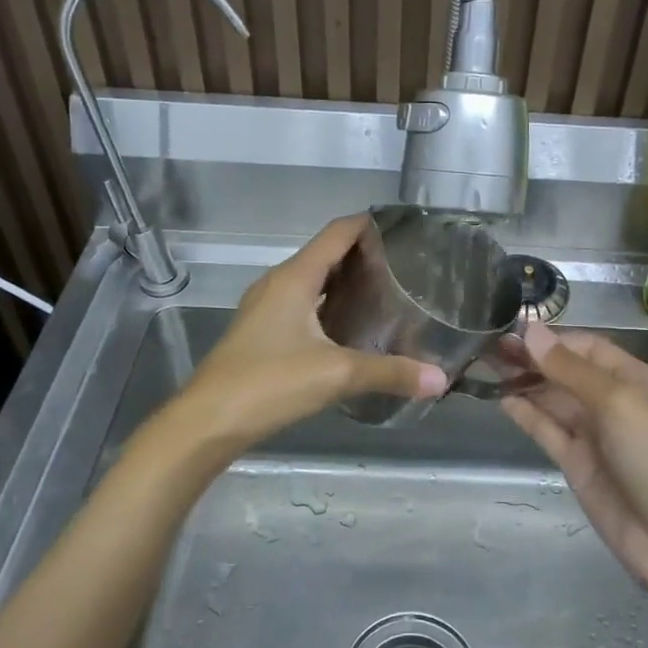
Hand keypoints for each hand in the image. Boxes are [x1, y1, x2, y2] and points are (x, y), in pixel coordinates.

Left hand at [175, 214, 448, 448]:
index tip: (405, 230)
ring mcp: (266, 308)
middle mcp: (278, 284)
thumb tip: (440, 377)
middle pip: (326, 255)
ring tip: (385, 294)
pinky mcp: (262, 333)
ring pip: (313, 282)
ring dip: (345, 282)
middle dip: (363, 256)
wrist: (207, 421)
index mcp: (295, 278)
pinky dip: (329, 306)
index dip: (369, 225)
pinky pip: (302, 305)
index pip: (337, 233)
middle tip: (406, 268)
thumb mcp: (336, 375)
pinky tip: (350, 329)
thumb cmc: (269, 383)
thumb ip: (390, 373)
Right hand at [502, 324, 647, 595]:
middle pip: (565, 371)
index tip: (511, 331)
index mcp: (633, 379)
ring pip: (552, 399)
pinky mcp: (576, 463)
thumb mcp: (618, 403)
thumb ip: (571, 368)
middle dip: (532, 358)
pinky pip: (547, 430)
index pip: (587, 347)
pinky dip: (526, 414)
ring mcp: (593, 434)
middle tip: (487, 347)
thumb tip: (532, 330)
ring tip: (484, 366)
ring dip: (523, 382)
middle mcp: (612, 402)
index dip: (551, 339)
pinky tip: (501, 399)